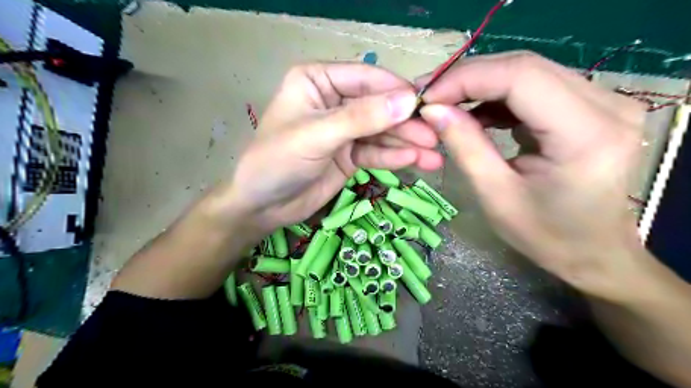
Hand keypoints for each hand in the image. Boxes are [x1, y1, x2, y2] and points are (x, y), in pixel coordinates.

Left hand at [225, 62, 444, 231]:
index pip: (366, 78)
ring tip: (434, 157)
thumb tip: (407, 102)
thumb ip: (361, 118)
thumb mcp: (317, 135)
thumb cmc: (277, 161)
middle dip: (406, 124)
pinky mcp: (349, 155)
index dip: (397, 92)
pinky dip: (393, 158)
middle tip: (435, 138)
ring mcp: (344, 130)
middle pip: (378, 107)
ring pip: (381, 133)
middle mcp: (334, 101)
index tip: (426, 106)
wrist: (262, 206)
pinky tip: (414, 162)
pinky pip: (375, 153)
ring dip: (407, 144)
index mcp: (318, 80)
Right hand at [419, 52, 651, 299]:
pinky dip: (497, 96)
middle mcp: (606, 104)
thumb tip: (432, 109)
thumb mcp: (495, 195)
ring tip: (446, 105)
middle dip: (468, 77)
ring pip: (527, 72)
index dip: (466, 79)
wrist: (592, 251)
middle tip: (429, 97)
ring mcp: (602, 101)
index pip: (520, 77)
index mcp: (586, 134)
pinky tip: (474, 114)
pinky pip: (534, 87)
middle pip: (524, 67)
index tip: (427, 97)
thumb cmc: (545, 235)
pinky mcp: (590, 106)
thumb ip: (465, 146)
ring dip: (480, 85)